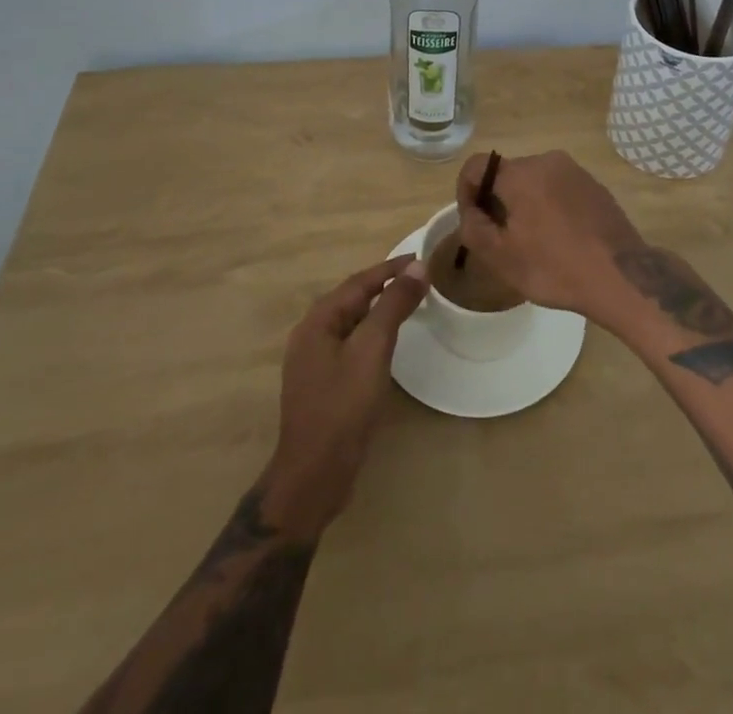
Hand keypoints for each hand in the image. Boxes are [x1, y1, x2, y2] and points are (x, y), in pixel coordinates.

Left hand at [263, 255, 427, 538]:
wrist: (314, 475)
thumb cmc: (343, 407)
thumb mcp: (372, 349)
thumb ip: (393, 305)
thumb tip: (417, 267)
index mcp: (318, 321)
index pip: (359, 282)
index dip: (390, 268)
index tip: (421, 258)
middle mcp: (311, 335)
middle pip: (352, 299)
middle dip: (384, 285)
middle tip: (419, 279)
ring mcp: (314, 361)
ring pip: (352, 322)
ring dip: (379, 309)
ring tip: (409, 303)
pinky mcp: (323, 384)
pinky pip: (351, 344)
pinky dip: (372, 333)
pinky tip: (387, 343)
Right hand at [454, 150, 645, 322]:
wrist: (622, 277)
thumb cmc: (555, 267)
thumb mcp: (501, 257)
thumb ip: (473, 228)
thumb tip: (471, 213)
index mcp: (521, 173)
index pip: (477, 166)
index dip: (465, 192)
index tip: (473, 222)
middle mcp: (548, 160)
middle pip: (507, 174)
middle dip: (496, 201)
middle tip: (501, 238)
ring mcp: (575, 171)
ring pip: (534, 181)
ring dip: (524, 204)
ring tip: (532, 242)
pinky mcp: (595, 185)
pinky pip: (559, 188)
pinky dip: (549, 206)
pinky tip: (559, 238)